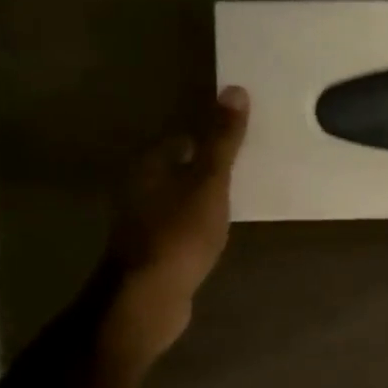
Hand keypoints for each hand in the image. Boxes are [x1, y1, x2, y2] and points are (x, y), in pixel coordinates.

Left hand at [104, 86, 249, 349]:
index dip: (214, 139)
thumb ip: (222, 141)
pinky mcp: (151, 250)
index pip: (184, 138)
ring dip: (204, 197)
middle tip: (249, 170)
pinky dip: (198, 223)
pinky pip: (181, 225)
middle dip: (210, 168)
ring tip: (240, 200)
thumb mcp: (209, 183)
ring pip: (180, 197)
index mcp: (149, 164)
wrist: (147, 299)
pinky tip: (218, 232)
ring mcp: (142, 221)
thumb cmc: (179, 234)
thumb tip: (234, 89)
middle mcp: (138, 187)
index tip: (245, 144)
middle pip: (181, 167)